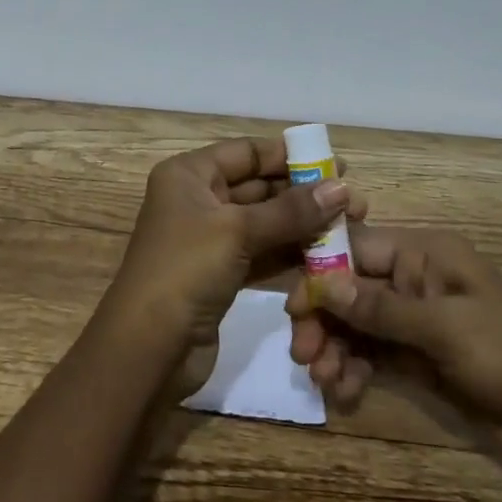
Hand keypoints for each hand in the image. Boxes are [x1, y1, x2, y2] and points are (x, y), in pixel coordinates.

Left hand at [104, 138, 367, 393]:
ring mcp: (208, 239)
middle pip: (258, 186)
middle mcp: (197, 199)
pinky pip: (261, 253)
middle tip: (353, 202)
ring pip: (264, 222)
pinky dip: (289, 253)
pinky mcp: (220, 274)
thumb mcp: (237, 232)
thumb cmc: (186, 271)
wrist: (148, 348)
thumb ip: (291, 210)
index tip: (336, 164)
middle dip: (303, 194)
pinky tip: (326, 256)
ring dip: (302, 225)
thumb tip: (343, 188)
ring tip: (349, 227)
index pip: (246, 152)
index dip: (289, 156)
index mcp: (189, 175)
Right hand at [286, 224, 501, 443]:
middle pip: (351, 289)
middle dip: (325, 319)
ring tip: (325, 381)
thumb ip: (381, 308)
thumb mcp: (444, 328)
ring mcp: (416, 318)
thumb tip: (323, 285)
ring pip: (358, 323)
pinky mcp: (419, 354)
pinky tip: (345, 390)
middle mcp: (414, 278)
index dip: (321, 275)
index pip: (356, 250)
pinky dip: (355, 367)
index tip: (294, 309)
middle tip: (304, 356)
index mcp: (423, 254)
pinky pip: (374, 352)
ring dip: (336, 348)